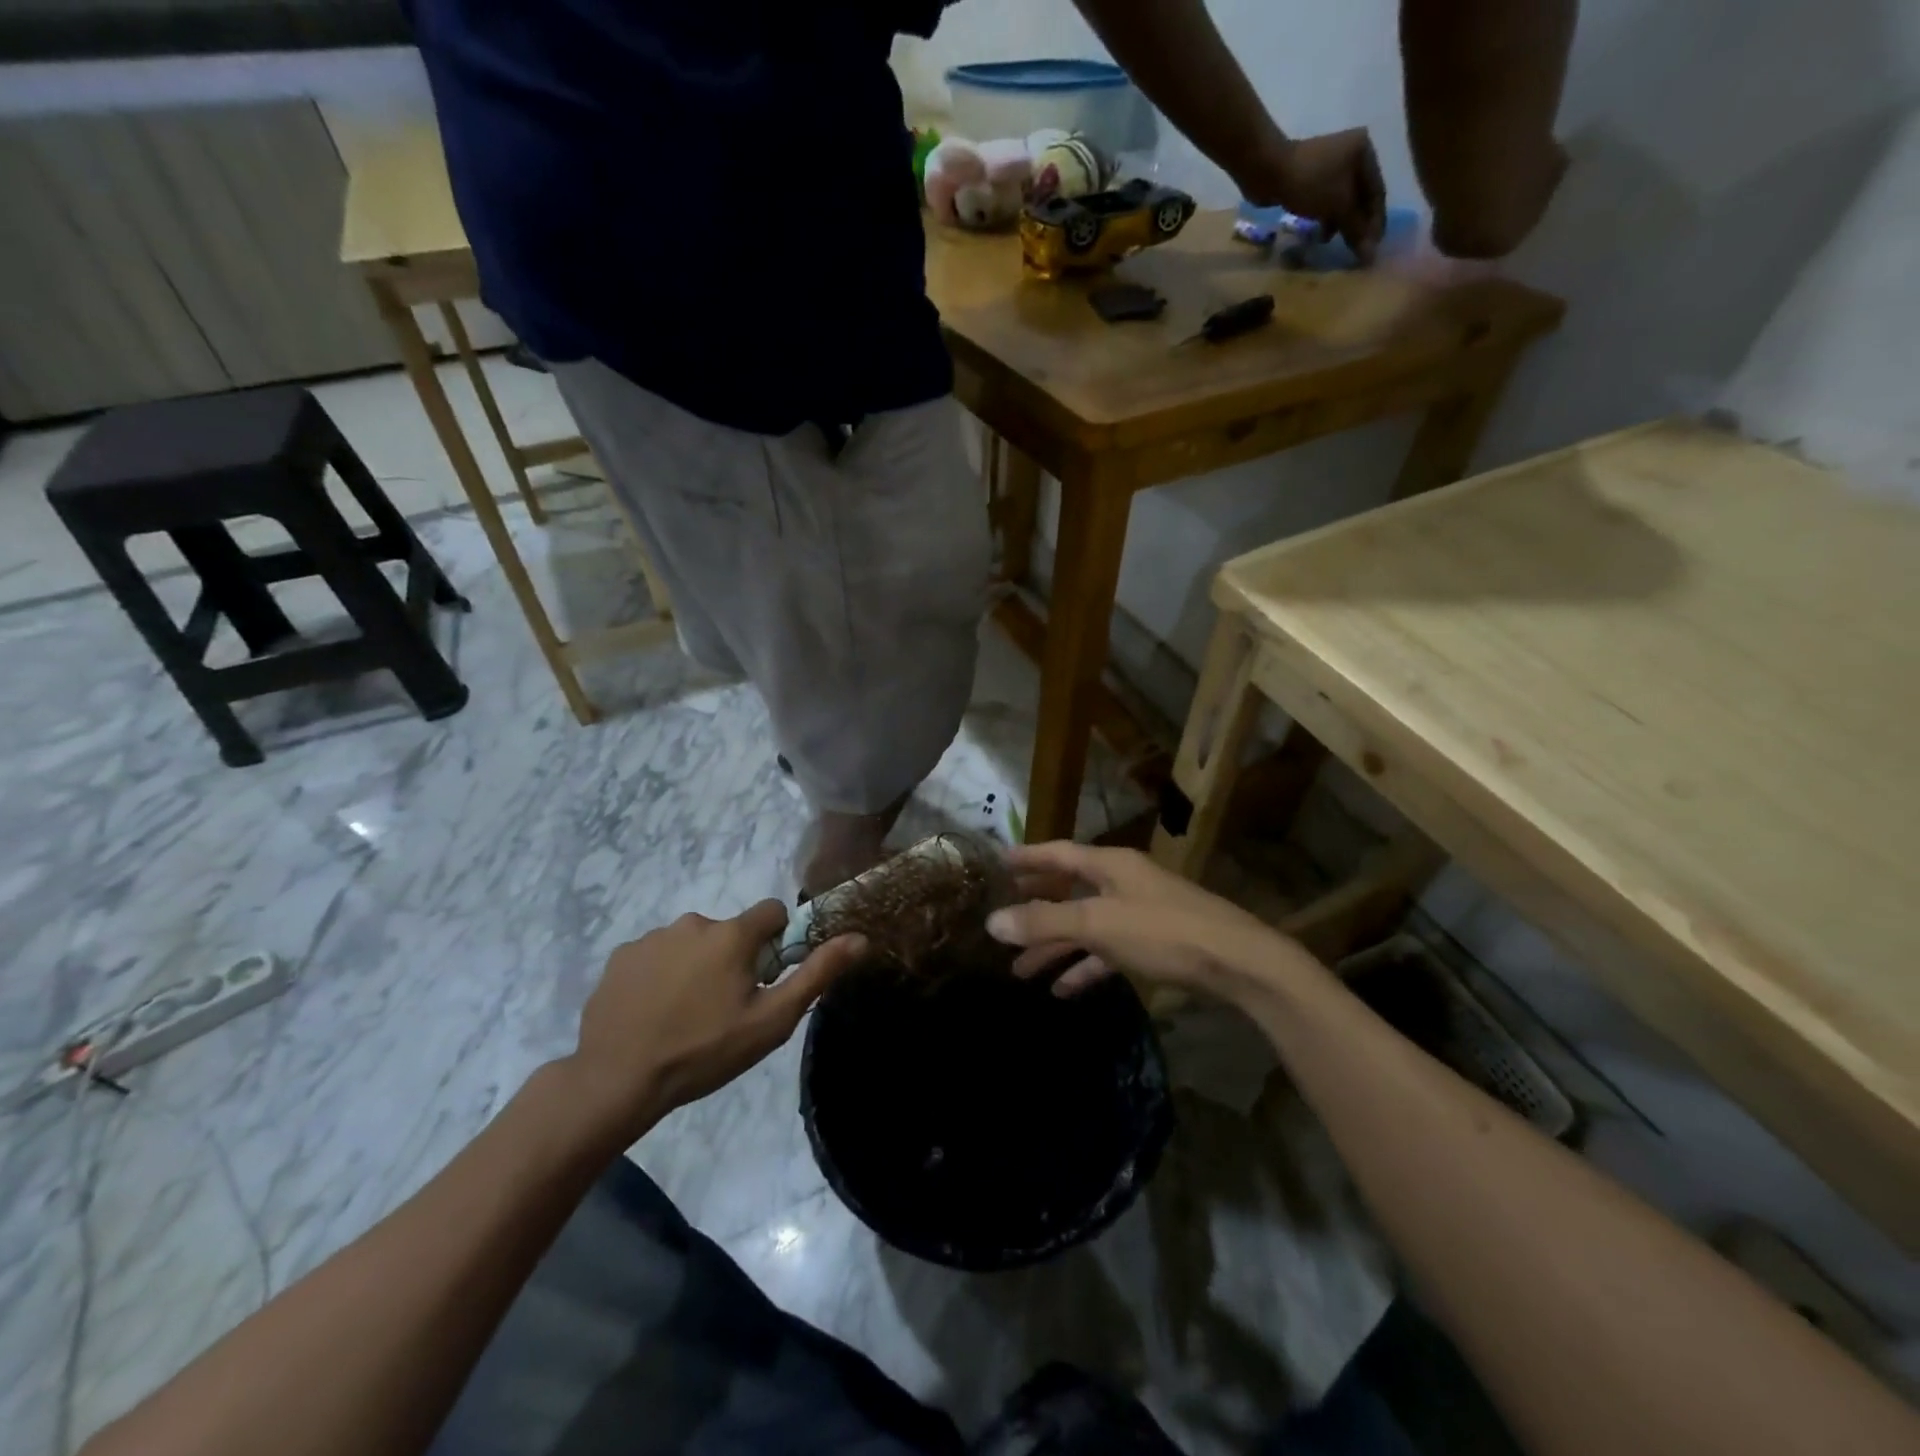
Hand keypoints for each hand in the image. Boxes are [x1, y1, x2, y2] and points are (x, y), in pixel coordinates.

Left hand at [568, 902, 865, 1140]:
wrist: (617, 1081)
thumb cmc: (705, 1051)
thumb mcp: (772, 1020)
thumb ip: (817, 974)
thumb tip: (860, 938)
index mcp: (731, 934)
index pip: (772, 912)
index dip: (777, 942)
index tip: (766, 978)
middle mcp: (692, 922)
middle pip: (729, 931)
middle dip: (734, 958)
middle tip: (725, 1007)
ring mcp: (651, 938)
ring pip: (691, 943)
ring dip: (696, 966)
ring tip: (685, 1015)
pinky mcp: (620, 957)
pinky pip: (655, 956)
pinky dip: (661, 976)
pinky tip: (653, 1013)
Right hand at [989, 841, 1315, 1002]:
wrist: (1240, 964)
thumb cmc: (1165, 932)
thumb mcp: (1098, 925)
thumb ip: (1045, 923)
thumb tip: (992, 922)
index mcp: (1110, 865)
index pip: (1058, 853)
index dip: (1027, 858)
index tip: (998, 863)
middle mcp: (1123, 882)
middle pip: (1069, 890)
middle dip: (1036, 908)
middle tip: (1003, 920)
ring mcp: (1140, 913)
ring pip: (1086, 925)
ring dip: (1055, 946)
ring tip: (1020, 970)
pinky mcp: (1154, 944)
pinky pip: (1108, 951)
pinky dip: (1085, 966)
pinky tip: (1063, 989)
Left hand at [1237, 128, 1386, 265]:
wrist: (1269, 170)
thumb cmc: (1309, 183)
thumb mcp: (1338, 204)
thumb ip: (1355, 229)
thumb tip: (1370, 255)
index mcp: (1364, 152)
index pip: (1377, 192)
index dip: (1375, 222)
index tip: (1372, 249)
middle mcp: (1350, 155)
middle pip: (1359, 198)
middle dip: (1356, 225)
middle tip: (1353, 251)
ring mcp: (1329, 167)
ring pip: (1341, 202)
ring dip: (1339, 224)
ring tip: (1330, 242)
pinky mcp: (1310, 179)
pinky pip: (1325, 203)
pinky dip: (1325, 218)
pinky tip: (1319, 235)